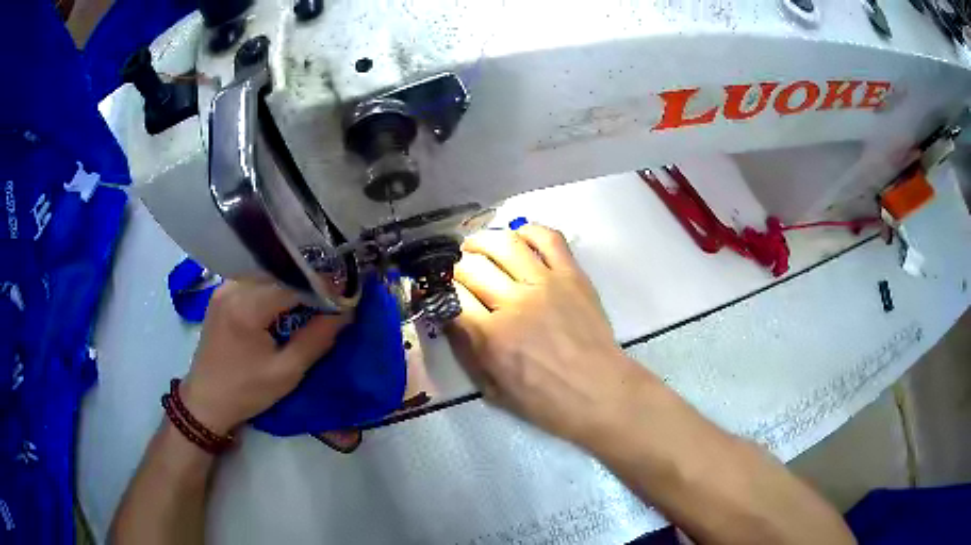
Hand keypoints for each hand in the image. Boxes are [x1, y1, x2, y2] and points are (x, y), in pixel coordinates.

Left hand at [180, 281, 349, 434]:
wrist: (206, 401)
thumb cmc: (246, 391)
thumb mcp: (286, 372)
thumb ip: (316, 339)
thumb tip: (345, 312)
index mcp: (247, 307)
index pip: (293, 283)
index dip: (322, 287)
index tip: (345, 295)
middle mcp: (233, 287)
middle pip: (280, 273)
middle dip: (308, 283)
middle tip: (332, 297)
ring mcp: (224, 287)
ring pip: (267, 274)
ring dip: (290, 284)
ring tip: (312, 299)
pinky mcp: (221, 293)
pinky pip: (254, 281)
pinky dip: (273, 288)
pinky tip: (284, 302)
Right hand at [447, 225, 650, 443]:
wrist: (600, 392)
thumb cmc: (547, 401)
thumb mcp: (495, 389)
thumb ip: (470, 353)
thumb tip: (451, 320)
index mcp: (492, 337)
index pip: (454, 297)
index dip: (443, 291)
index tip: (444, 292)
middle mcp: (514, 303)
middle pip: (472, 267)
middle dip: (457, 266)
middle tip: (459, 271)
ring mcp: (545, 284)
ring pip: (504, 244)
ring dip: (483, 241)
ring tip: (478, 247)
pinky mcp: (572, 275)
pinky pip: (548, 239)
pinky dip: (529, 231)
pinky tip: (519, 237)